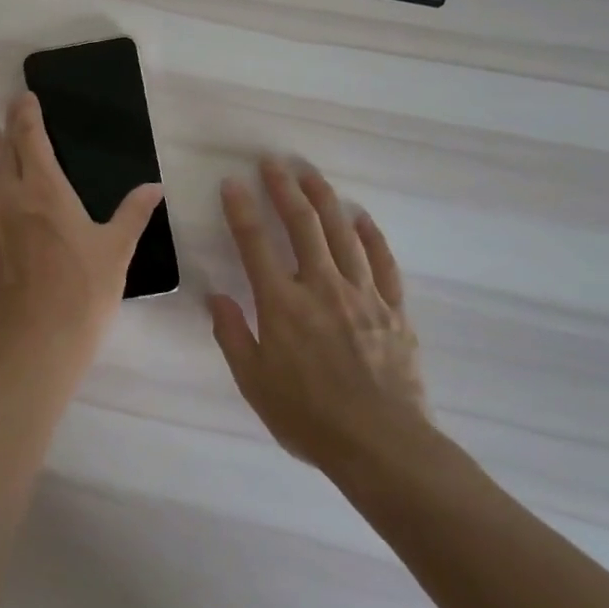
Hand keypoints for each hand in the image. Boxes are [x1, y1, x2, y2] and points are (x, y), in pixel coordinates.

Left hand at [0, 93, 164, 374]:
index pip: (28, 137)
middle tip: (10, 116)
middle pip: (0, 150)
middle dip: (6, 128)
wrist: (36, 343)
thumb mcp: (116, 250)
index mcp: (44, 190)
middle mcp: (5, 196)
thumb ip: (133, 213)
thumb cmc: (83, 293)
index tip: (24, 98)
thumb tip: (155, 186)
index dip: (25, 113)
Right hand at [210, 158, 433, 472]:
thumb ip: (233, 334)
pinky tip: (361, 217)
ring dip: (324, 199)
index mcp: (282, 304)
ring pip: (342, 233)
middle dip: (284, 189)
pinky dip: (371, 236)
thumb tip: (215, 296)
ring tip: (311, 173)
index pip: (255, 244)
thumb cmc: (308, 417)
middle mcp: (321, 287)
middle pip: (302, 225)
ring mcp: (362, 295)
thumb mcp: (254, 382)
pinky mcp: (393, 309)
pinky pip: (383, 262)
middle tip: (273, 162)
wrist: (381, 445)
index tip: (232, 182)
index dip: (241, 209)